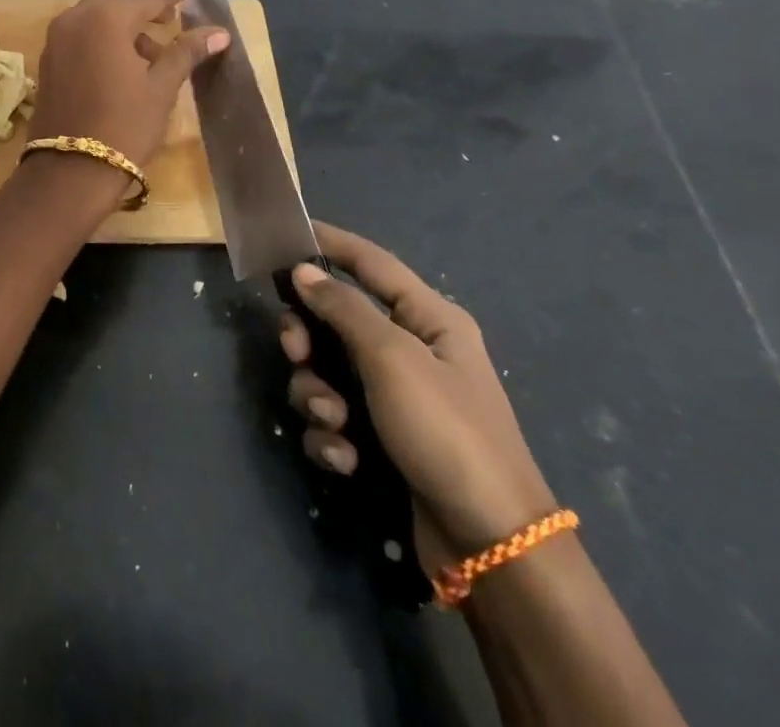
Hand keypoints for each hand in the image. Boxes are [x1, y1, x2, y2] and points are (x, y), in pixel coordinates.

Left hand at [27, 0, 227, 168]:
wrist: (69, 171)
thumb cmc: (124, 127)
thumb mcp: (161, 88)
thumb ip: (186, 52)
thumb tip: (219, 32)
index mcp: (106, 19)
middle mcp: (75, 19)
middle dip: (143, 6)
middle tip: (169, 22)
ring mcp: (55, 39)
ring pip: (94, 16)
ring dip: (122, 24)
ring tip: (151, 54)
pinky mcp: (47, 60)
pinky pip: (79, 34)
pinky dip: (101, 37)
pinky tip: (121, 64)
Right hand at [282, 222, 555, 560]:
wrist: (492, 546)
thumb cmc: (446, 431)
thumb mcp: (392, 359)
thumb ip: (343, 308)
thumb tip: (302, 271)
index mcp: (428, 318)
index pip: (371, 262)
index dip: (330, 242)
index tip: (287, 232)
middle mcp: (411, 350)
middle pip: (337, 320)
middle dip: (309, 338)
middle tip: (295, 352)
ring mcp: (397, 397)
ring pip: (328, 372)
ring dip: (318, 395)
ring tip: (334, 422)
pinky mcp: (383, 440)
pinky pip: (337, 418)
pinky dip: (333, 436)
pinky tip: (345, 458)